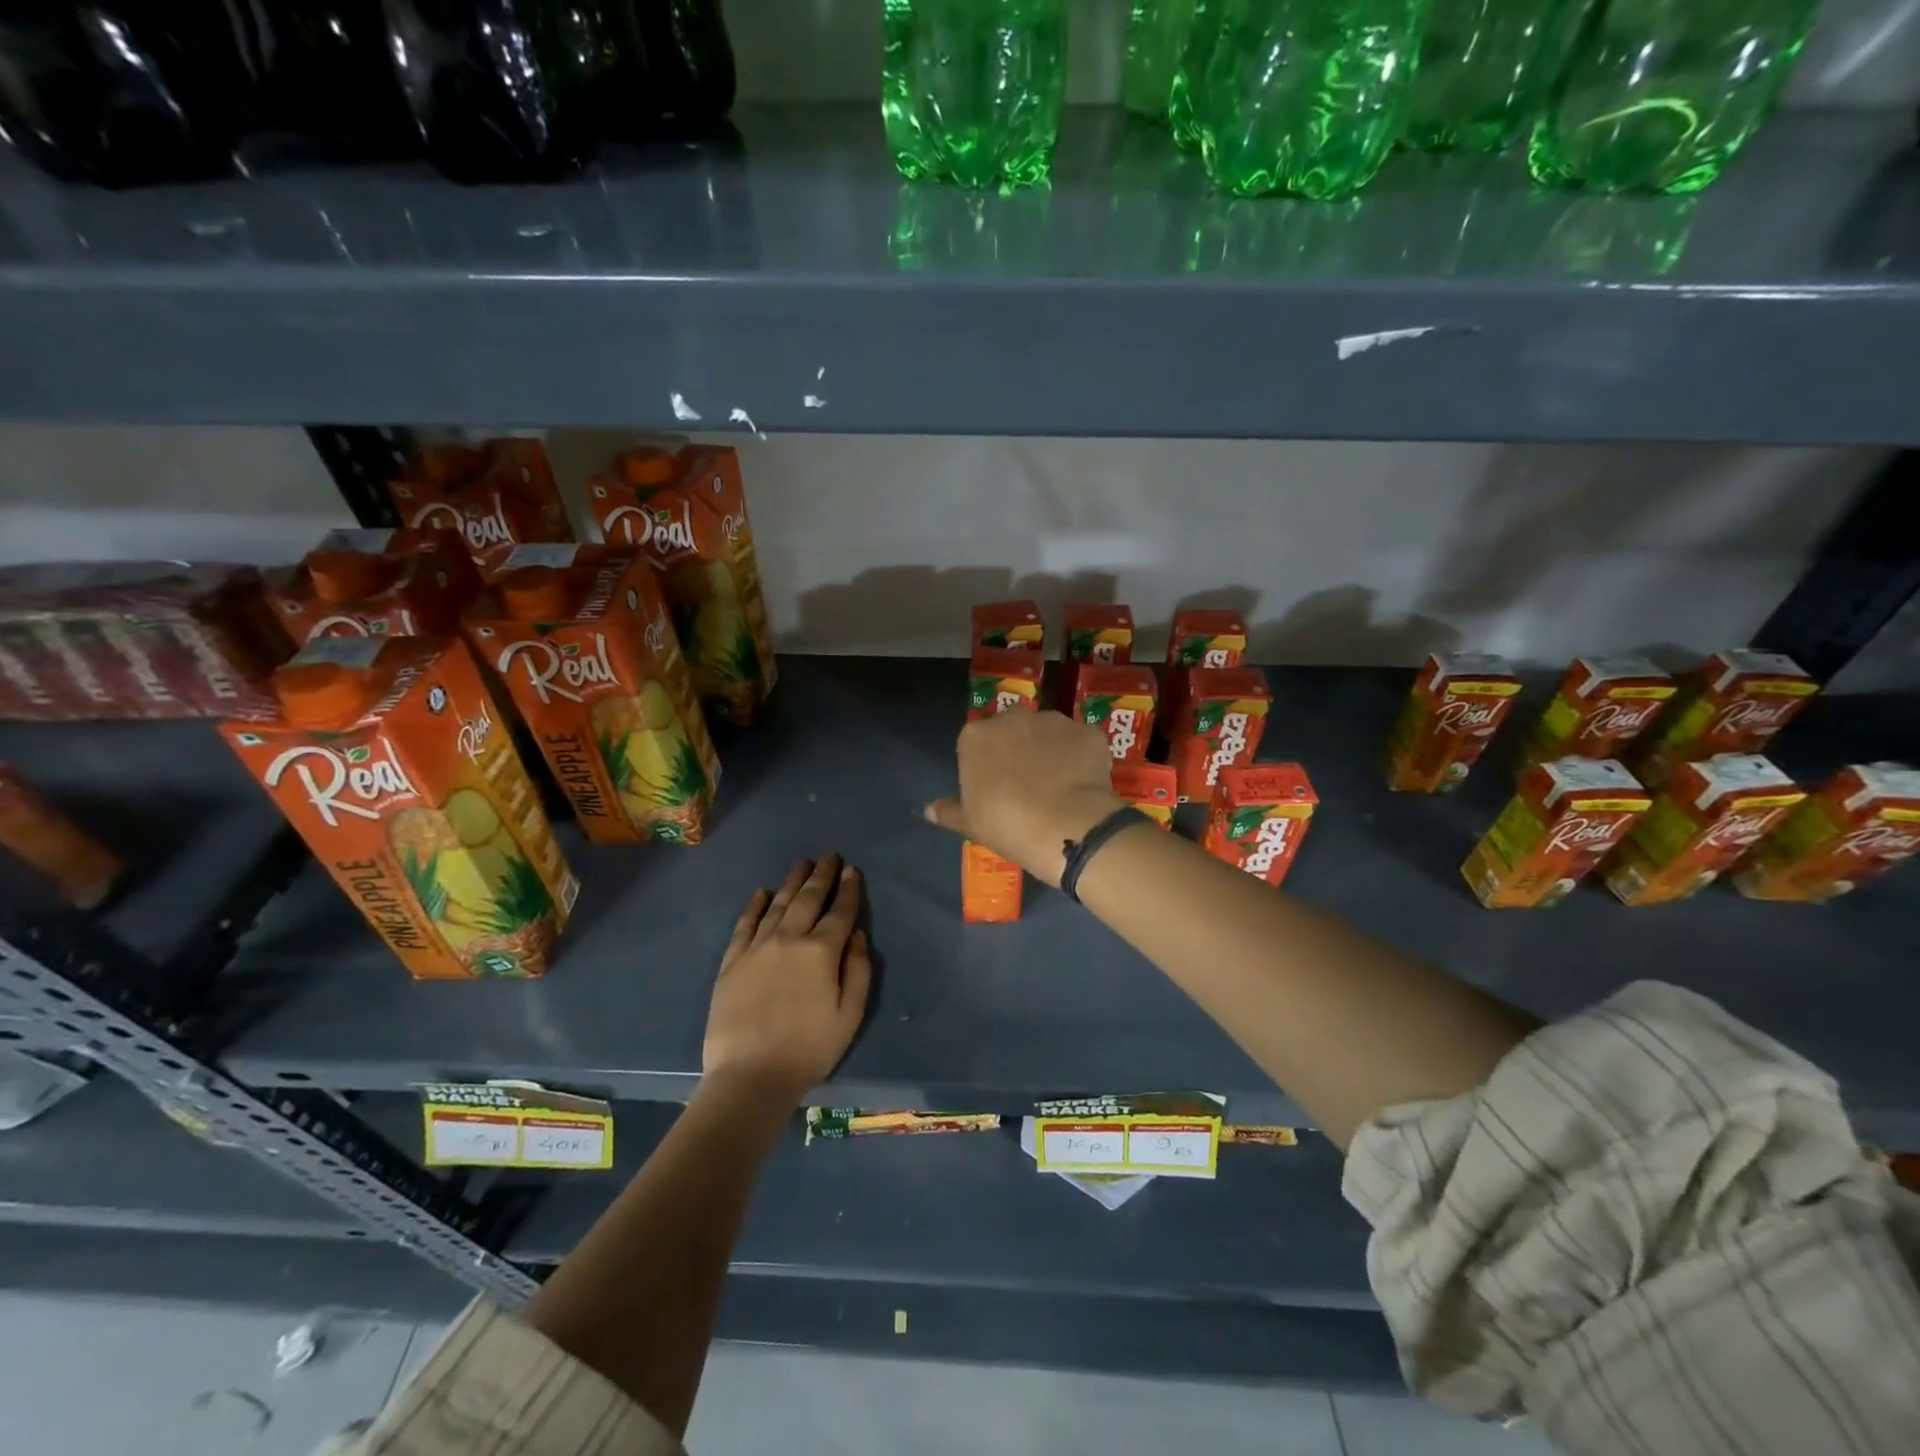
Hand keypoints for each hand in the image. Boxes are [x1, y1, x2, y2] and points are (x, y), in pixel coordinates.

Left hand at [702, 855, 871, 1103]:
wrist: (750, 1075)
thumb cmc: (809, 1049)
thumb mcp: (850, 1015)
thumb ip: (858, 971)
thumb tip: (857, 936)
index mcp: (822, 952)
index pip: (840, 912)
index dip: (848, 890)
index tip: (852, 871)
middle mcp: (789, 939)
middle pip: (808, 899)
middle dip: (821, 876)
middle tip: (829, 856)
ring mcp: (757, 948)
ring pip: (778, 905)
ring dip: (792, 882)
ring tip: (802, 864)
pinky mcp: (732, 962)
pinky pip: (745, 925)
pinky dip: (755, 906)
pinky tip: (761, 893)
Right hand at [924, 711, 1125, 886]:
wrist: (1064, 826)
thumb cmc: (1007, 825)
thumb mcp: (971, 823)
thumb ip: (949, 811)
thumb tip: (929, 810)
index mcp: (975, 737)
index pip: (977, 744)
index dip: (988, 765)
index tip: (997, 789)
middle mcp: (1012, 718)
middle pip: (1013, 729)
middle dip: (1020, 748)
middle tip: (1029, 784)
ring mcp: (1053, 721)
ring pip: (1049, 732)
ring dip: (1052, 750)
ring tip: (1061, 785)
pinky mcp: (1087, 731)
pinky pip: (1081, 742)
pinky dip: (1083, 757)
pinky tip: (1085, 784)